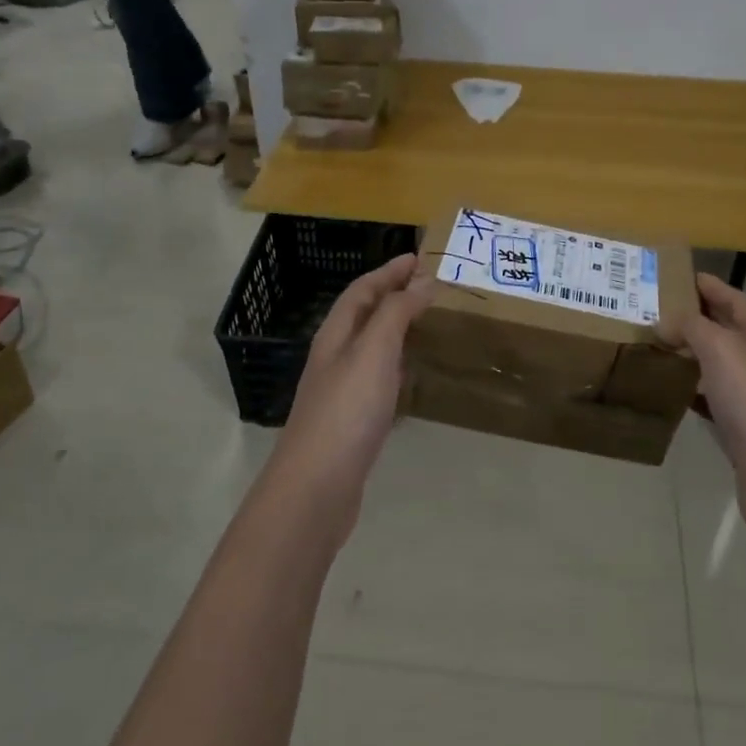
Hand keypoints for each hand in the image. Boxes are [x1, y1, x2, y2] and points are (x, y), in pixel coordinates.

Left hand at [270, 255, 433, 537]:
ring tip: (427, 323)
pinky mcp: (351, 422)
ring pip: (370, 347)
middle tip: (429, 287)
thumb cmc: (346, 410)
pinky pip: (377, 379)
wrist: (316, 487)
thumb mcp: (374, 351)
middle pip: (363, 315)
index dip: (389, 272)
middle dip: (393, 296)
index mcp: (336, 335)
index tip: (418, 258)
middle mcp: (334, 357)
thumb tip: (423, 281)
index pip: (362, 290)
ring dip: (395, 329)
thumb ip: (397, 313)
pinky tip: (412, 377)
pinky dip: (396, 366)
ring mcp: (341, 391)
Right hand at [680, 273, 745, 544]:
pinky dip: (691, 390)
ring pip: (718, 365)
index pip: (735, 299)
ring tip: (654, 344)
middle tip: (653, 309)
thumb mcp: (721, 349)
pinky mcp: (744, 428)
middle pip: (726, 330)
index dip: (707, 285)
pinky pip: (713, 398)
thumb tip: (664, 322)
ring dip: (690, 354)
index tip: (674, 275)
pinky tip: (669, 389)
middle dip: (693, 318)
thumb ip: (691, 327)